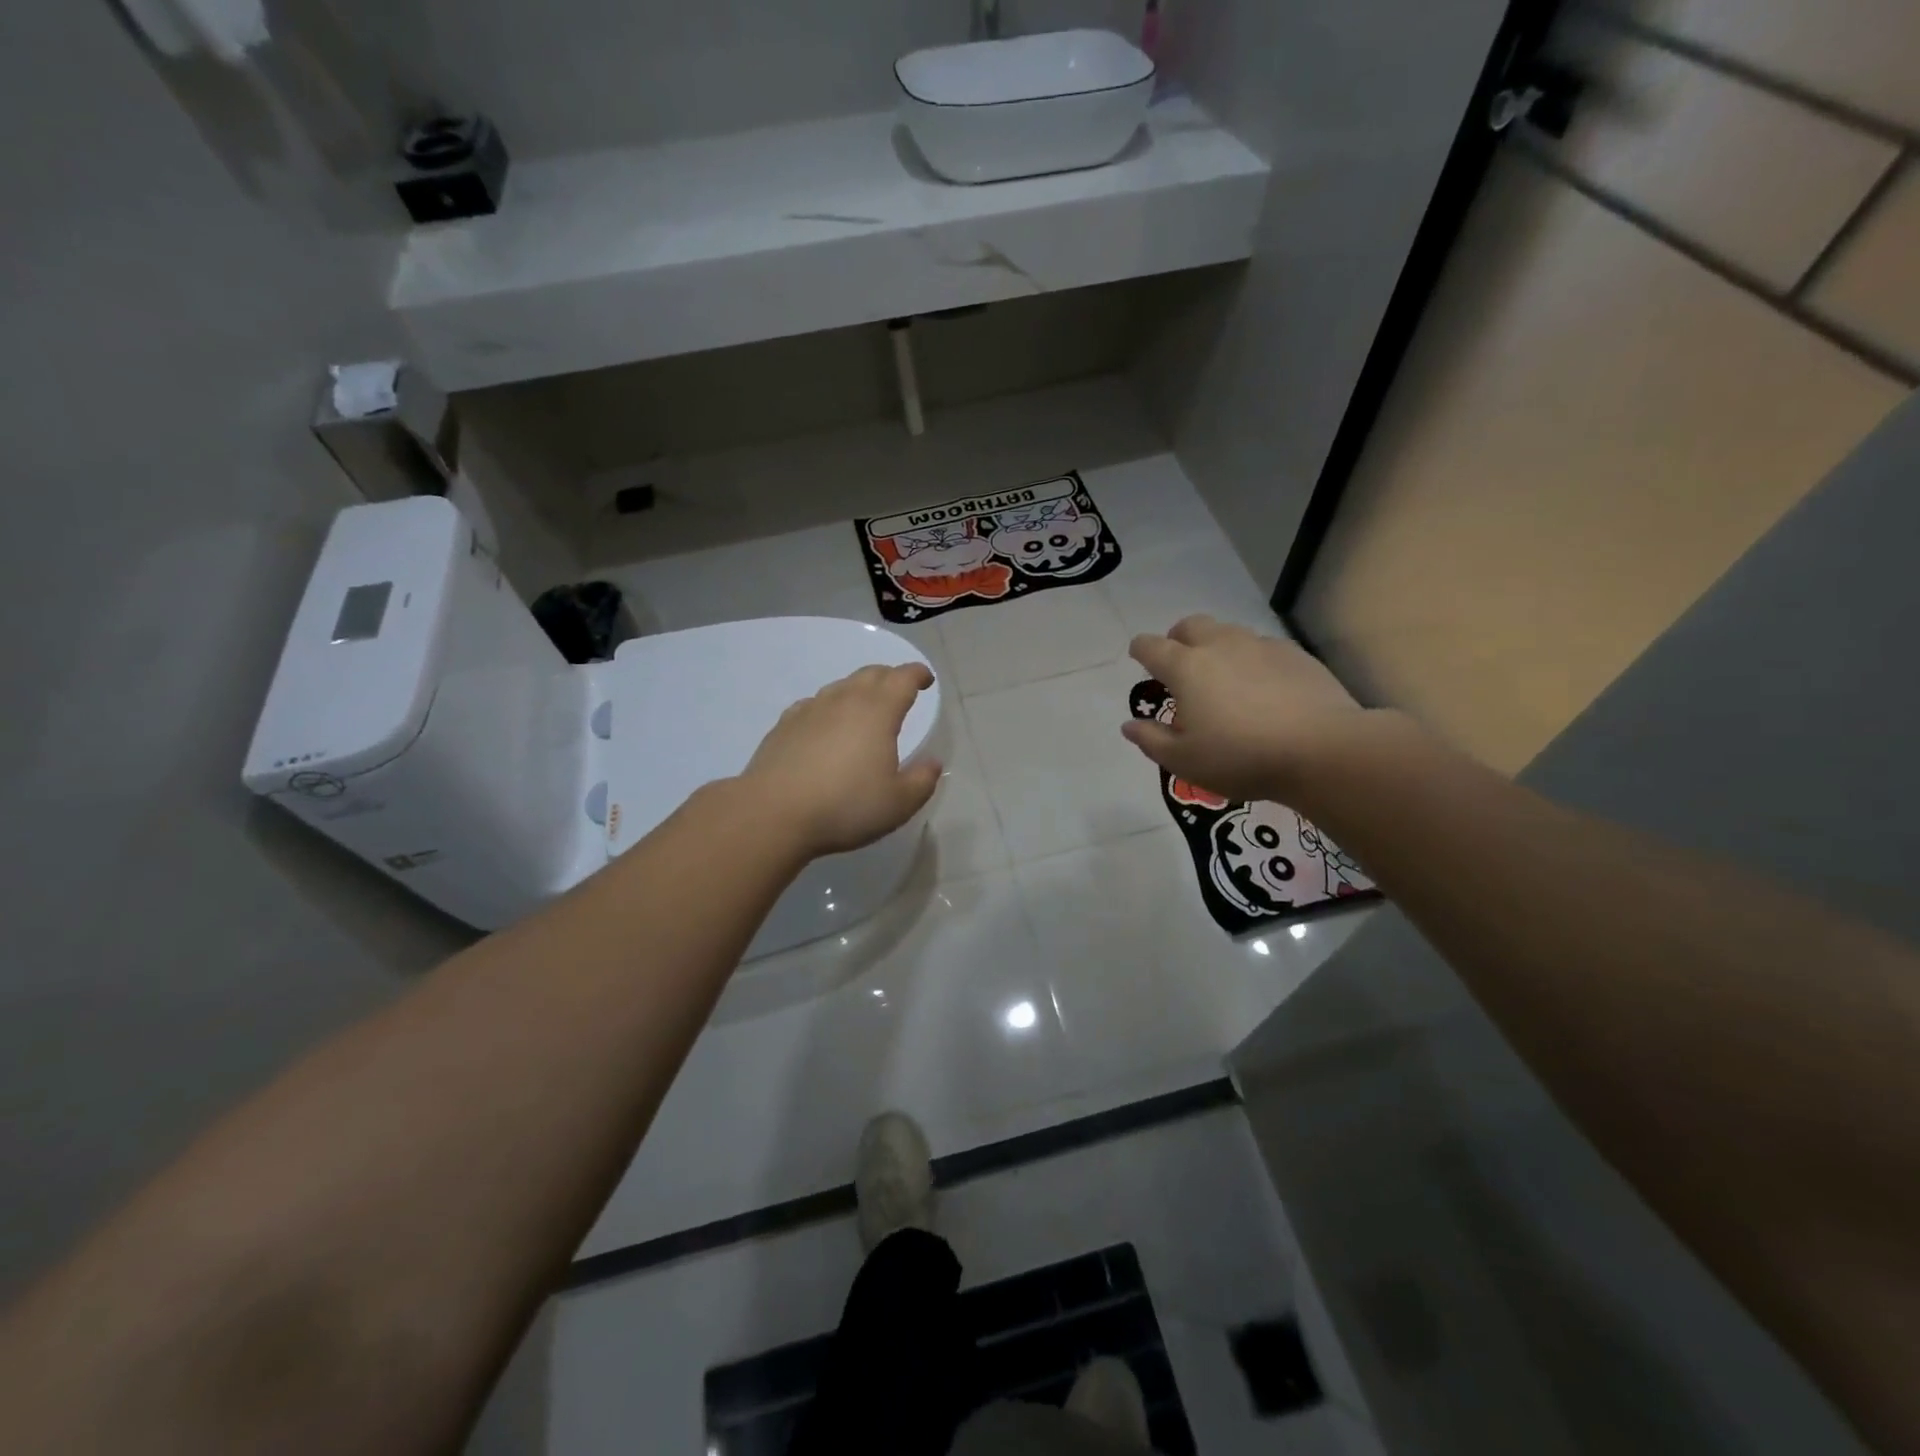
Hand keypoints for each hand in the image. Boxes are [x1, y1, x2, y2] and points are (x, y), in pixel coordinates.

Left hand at [741, 663, 942, 857]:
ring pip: (841, 687)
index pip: (902, 679)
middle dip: (890, 677)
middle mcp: (844, 701)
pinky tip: (825, 724)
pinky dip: (829, 707)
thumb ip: (922, 781)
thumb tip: (933, 763)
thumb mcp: (898, 803)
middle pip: (871, 675)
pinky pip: (814, 704)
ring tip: (865, 707)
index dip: (917, 675)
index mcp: (878, 712)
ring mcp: (810, 710)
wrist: (773, 813)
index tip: (926, 679)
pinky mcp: (784, 725)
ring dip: (858, 690)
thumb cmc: (845, 806)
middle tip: (900, 689)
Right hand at [1122, 616, 1375, 803]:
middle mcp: (1221, 646)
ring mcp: (1261, 646)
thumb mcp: (1184, 761)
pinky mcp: (1296, 655)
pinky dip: (1252, 660)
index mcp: (1186, 668)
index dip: (1140, 649)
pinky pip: (1263, 648)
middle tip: (1180, 664)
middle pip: (1191, 625)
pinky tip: (1262, 687)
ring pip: (1229, 633)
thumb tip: (1129, 725)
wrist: (1322, 750)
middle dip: (1178, 638)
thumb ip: (1151, 740)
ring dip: (1216, 647)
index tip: (1138, 656)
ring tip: (1222, 677)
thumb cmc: (1241, 758)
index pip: (1152, 646)